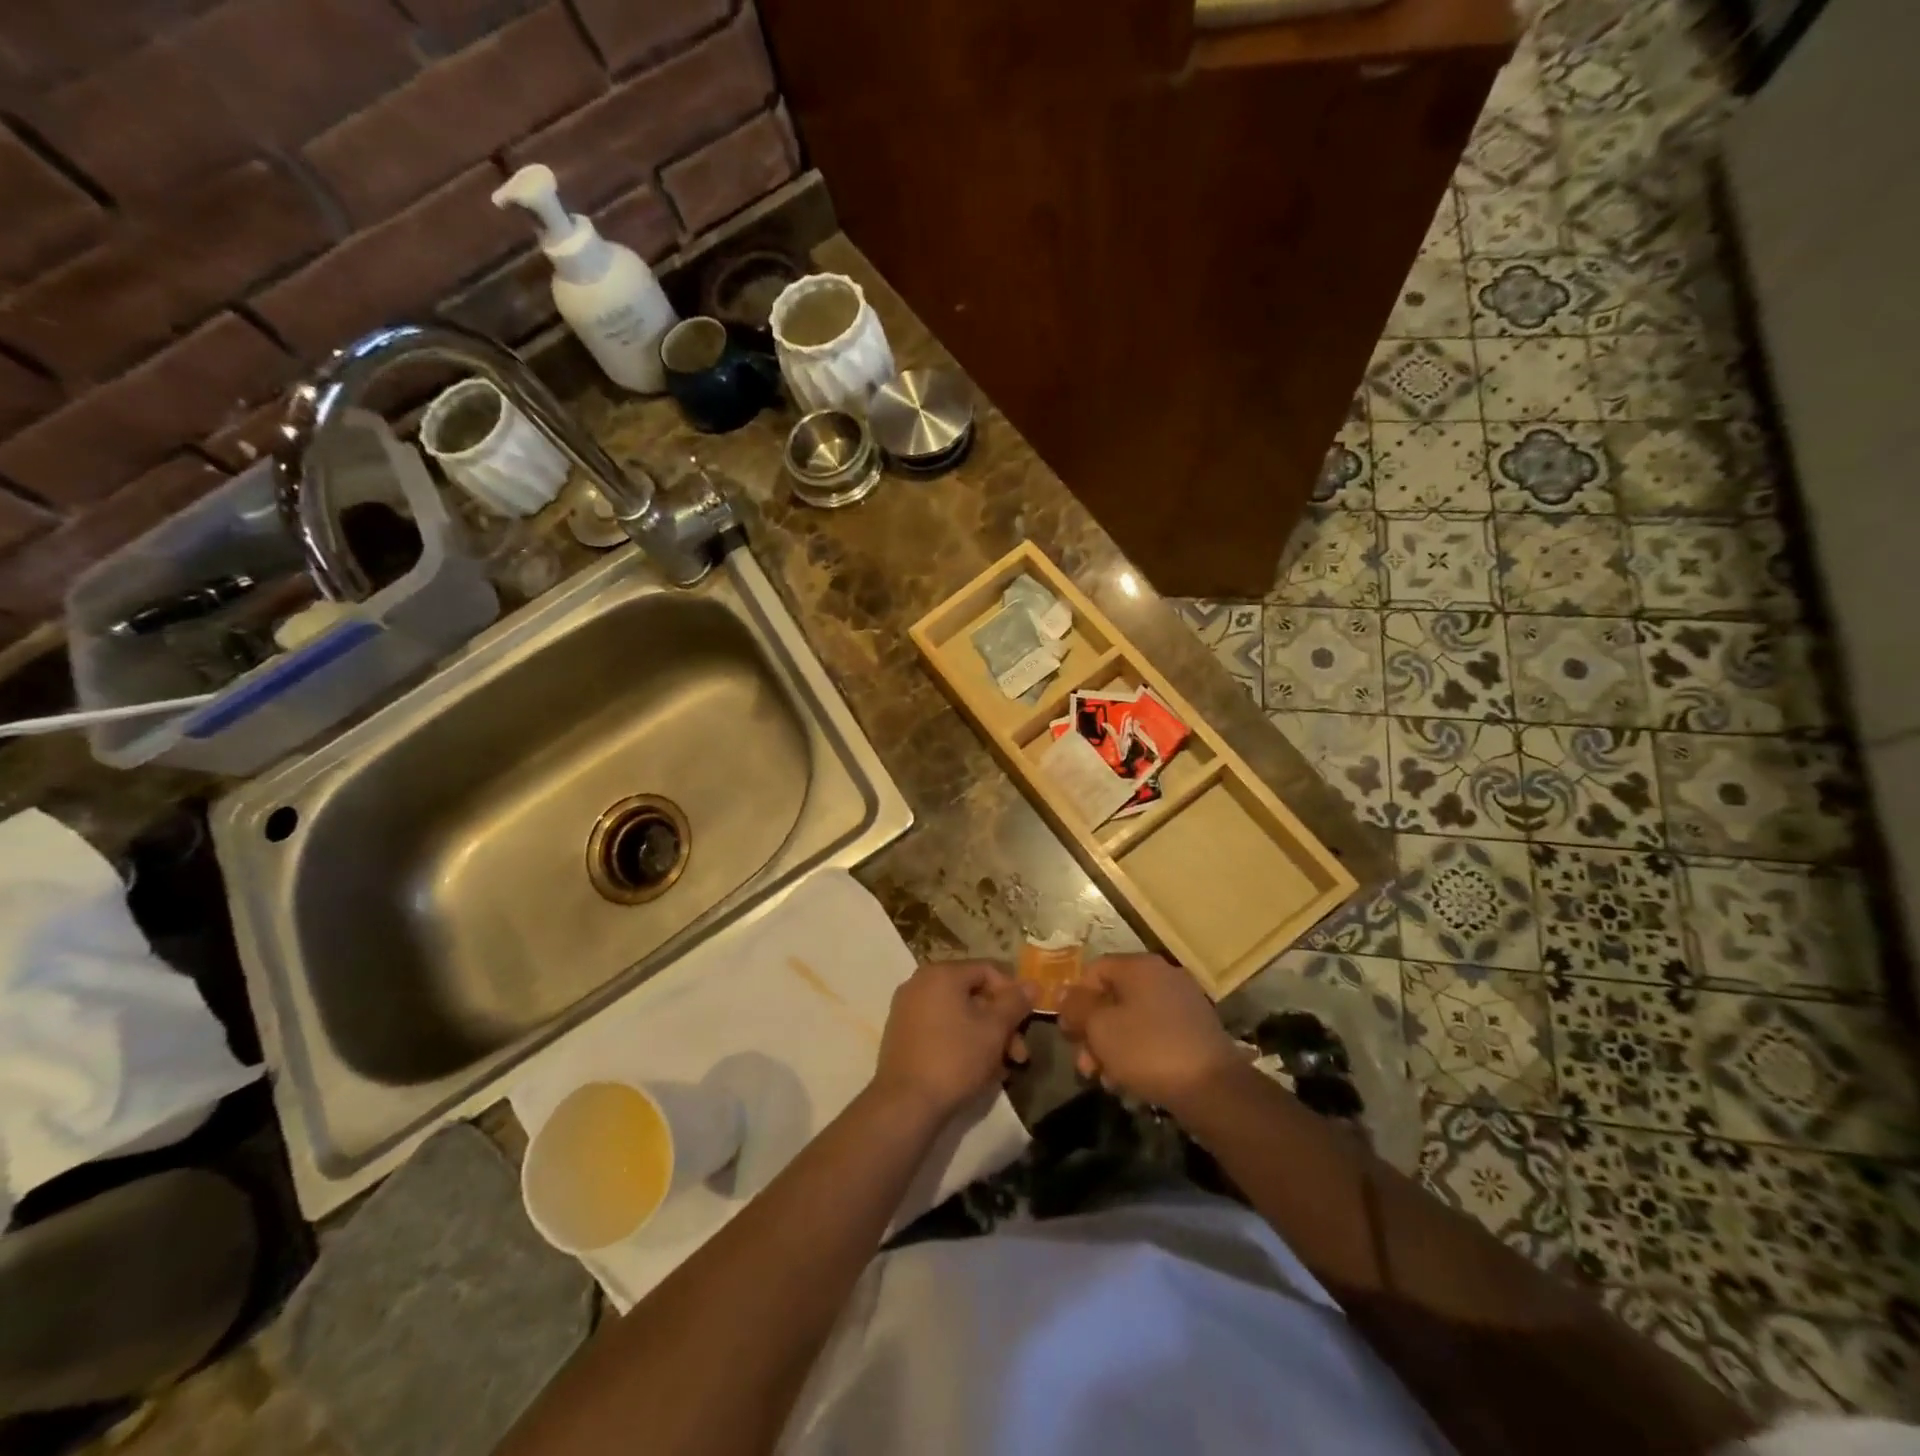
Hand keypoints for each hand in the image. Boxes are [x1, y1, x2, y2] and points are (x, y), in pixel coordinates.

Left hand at [872, 960, 1032, 1122]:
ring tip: (1002, 1070)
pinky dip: (962, 1043)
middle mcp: (920, 983)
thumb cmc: (955, 1058)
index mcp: (941, 973)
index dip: (1013, 994)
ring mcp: (907, 1009)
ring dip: (985, 1037)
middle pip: (973, 995)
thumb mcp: (994, 1029)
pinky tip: (978, 1071)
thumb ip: (1015, 1003)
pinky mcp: (902, 1034)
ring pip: (959, 1015)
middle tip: (1019, 1054)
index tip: (1027, 1022)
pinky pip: (941, 1029)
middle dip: (1001, 1024)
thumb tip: (1032, 984)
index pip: (988, 971)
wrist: (905, 1104)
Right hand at [1057, 954, 1239, 1112]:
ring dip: (1112, 1047)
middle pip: (1113, 997)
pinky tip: (1129, 1083)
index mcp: (1140, 966)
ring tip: (1106, 1080)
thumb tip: (1063, 993)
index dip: (1075, 999)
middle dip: (1093, 1031)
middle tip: (1084, 1064)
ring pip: (1132, 1020)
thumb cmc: (1148, 1050)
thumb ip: (1077, 1007)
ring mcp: (1182, 1004)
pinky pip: (1154, 1034)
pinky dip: (1137, 1053)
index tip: (1068, 1032)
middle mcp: (1163, 976)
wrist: (1213, 1090)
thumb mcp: (1100, 1028)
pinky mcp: (1195, 1031)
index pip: (1094, 970)